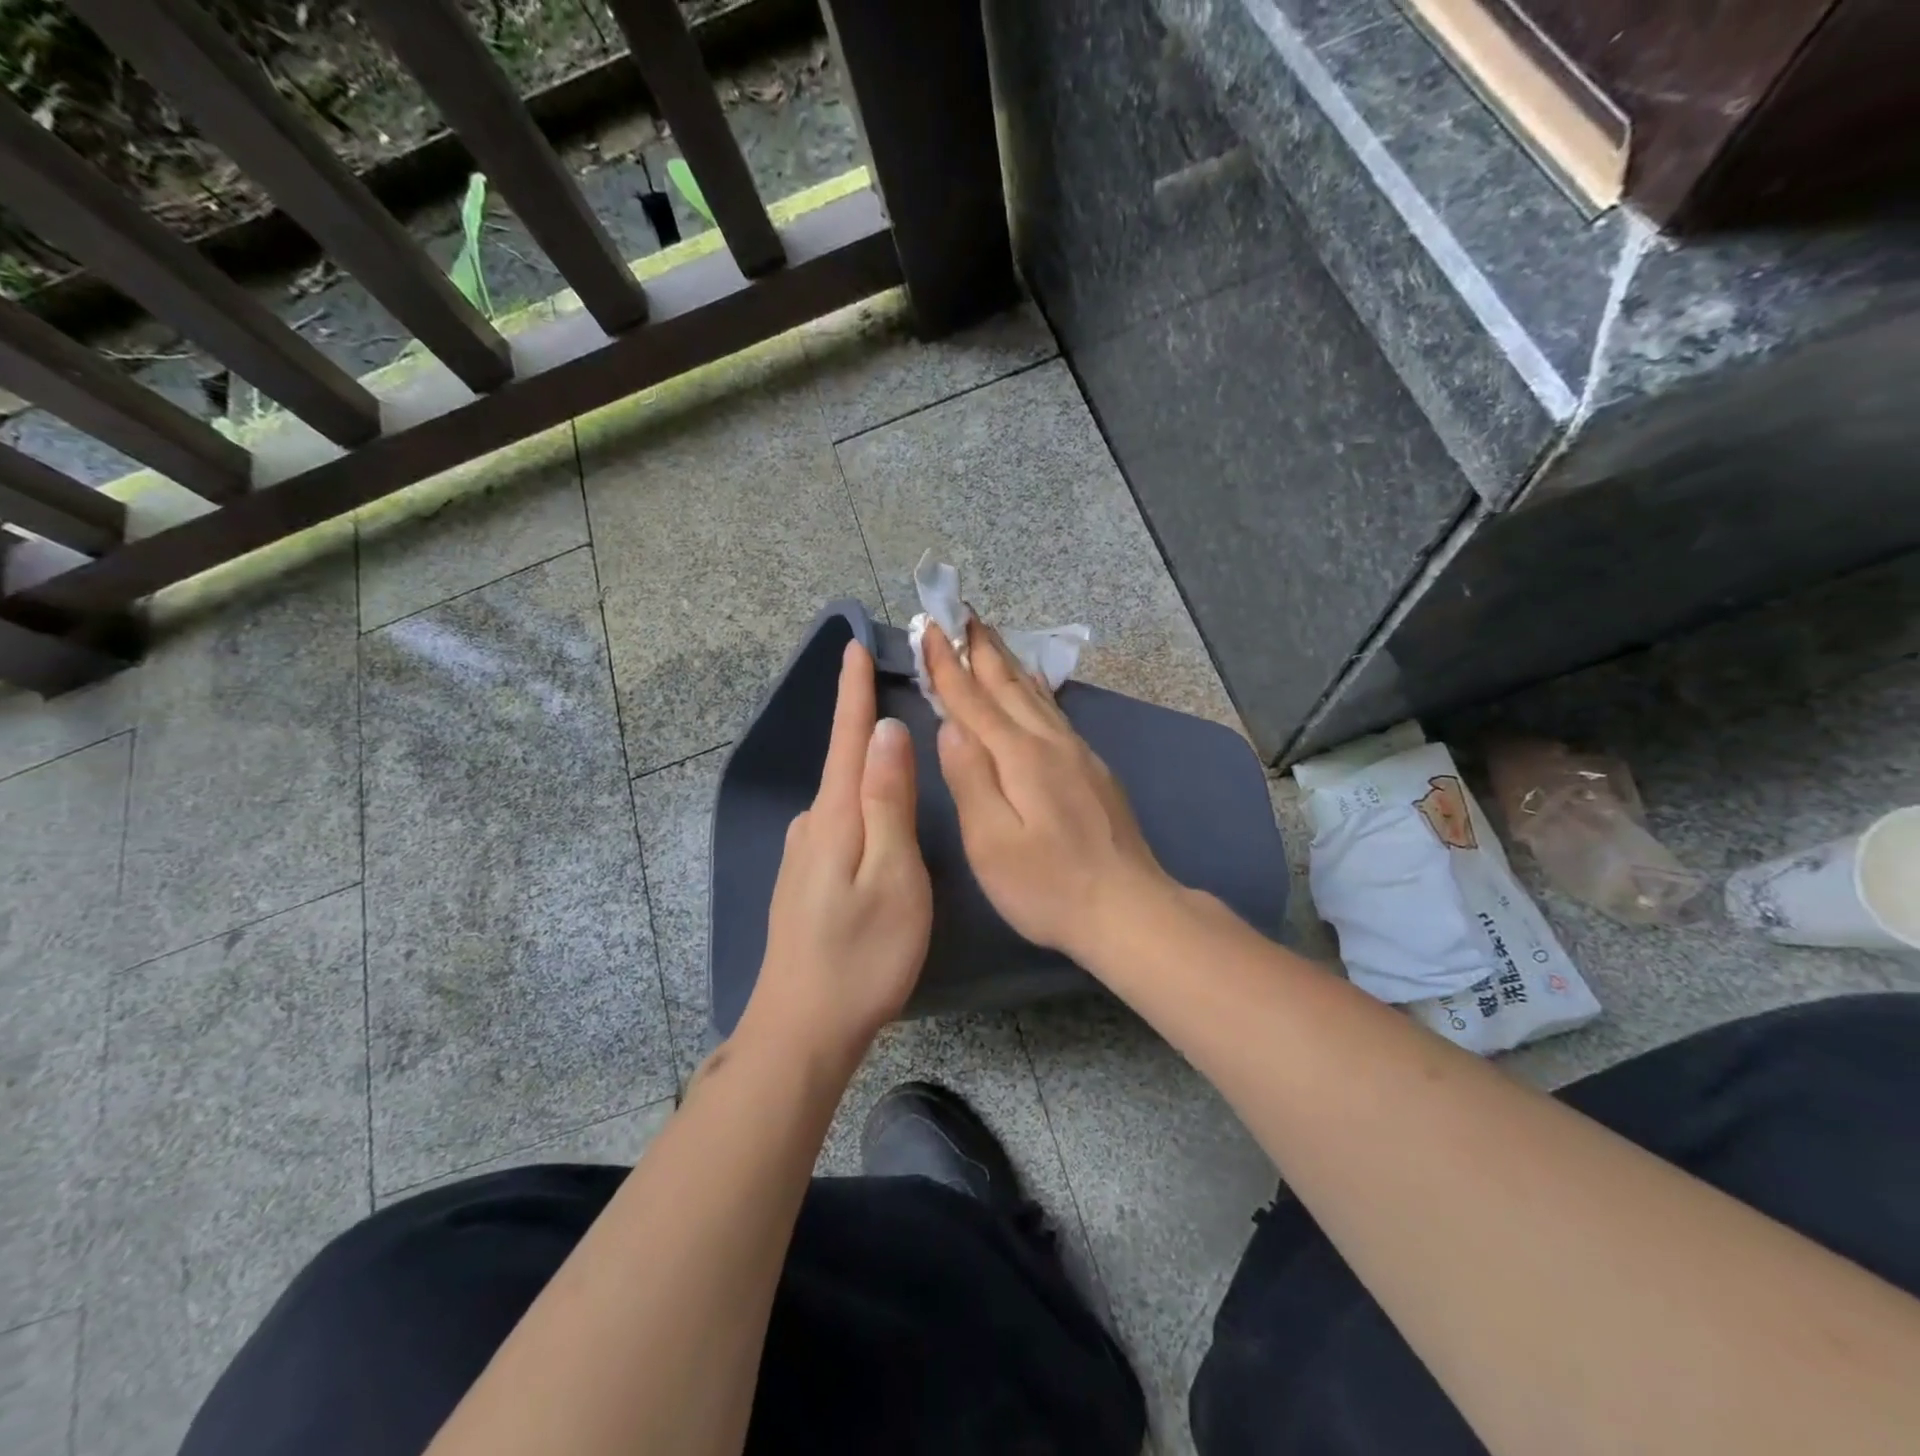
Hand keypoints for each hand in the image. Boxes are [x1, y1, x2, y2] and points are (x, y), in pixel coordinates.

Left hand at [740, 640, 931, 1066]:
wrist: (803, 1030)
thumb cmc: (862, 955)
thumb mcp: (892, 875)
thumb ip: (887, 801)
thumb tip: (884, 732)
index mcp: (834, 817)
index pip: (845, 737)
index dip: (851, 690)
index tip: (853, 645)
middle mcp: (812, 826)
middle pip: (843, 762)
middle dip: (862, 722)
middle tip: (890, 688)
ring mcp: (805, 856)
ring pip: (843, 796)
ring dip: (865, 766)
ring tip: (894, 747)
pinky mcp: (808, 881)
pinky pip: (841, 824)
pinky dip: (861, 804)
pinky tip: (877, 816)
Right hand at [925, 620, 1173, 967]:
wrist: (1128, 908)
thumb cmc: (1048, 885)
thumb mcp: (992, 842)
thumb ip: (970, 779)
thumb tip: (950, 726)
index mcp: (1019, 757)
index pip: (973, 700)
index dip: (948, 665)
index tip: (929, 627)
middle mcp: (1050, 743)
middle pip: (1008, 685)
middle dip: (981, 648)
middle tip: (962, 610)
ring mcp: (1077, 754)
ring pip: (1035, 694)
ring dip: (1007, 662)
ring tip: (990, 636)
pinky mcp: (1093, 770)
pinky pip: (1054, 713)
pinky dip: (1035, 689)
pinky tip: (1034, 687)